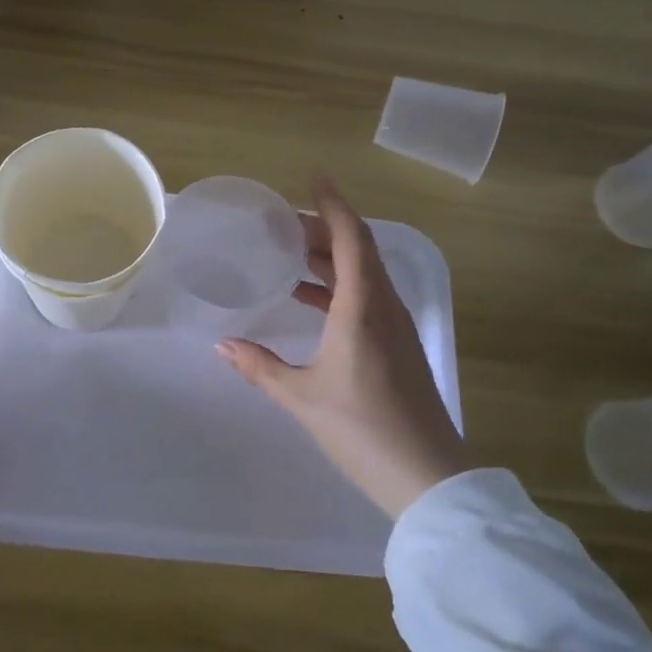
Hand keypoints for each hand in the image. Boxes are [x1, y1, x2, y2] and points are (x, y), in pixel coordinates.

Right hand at [218, 179, 468, 517]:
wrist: (428, 476)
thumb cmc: (361, 428)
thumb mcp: (302, 396)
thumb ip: (260, 367)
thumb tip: (222, 345)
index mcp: (362, 306)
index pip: (350, 237)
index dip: (332, 203)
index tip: (314, 176)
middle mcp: (384, 306)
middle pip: (357, 249)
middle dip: (322, 228)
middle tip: (283, 222)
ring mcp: (395, 326)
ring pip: (363, 273)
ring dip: (330, 258)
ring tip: (291, 253)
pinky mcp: (398, 345)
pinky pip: (367, 297)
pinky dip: (339, 286)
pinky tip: (310, 299)